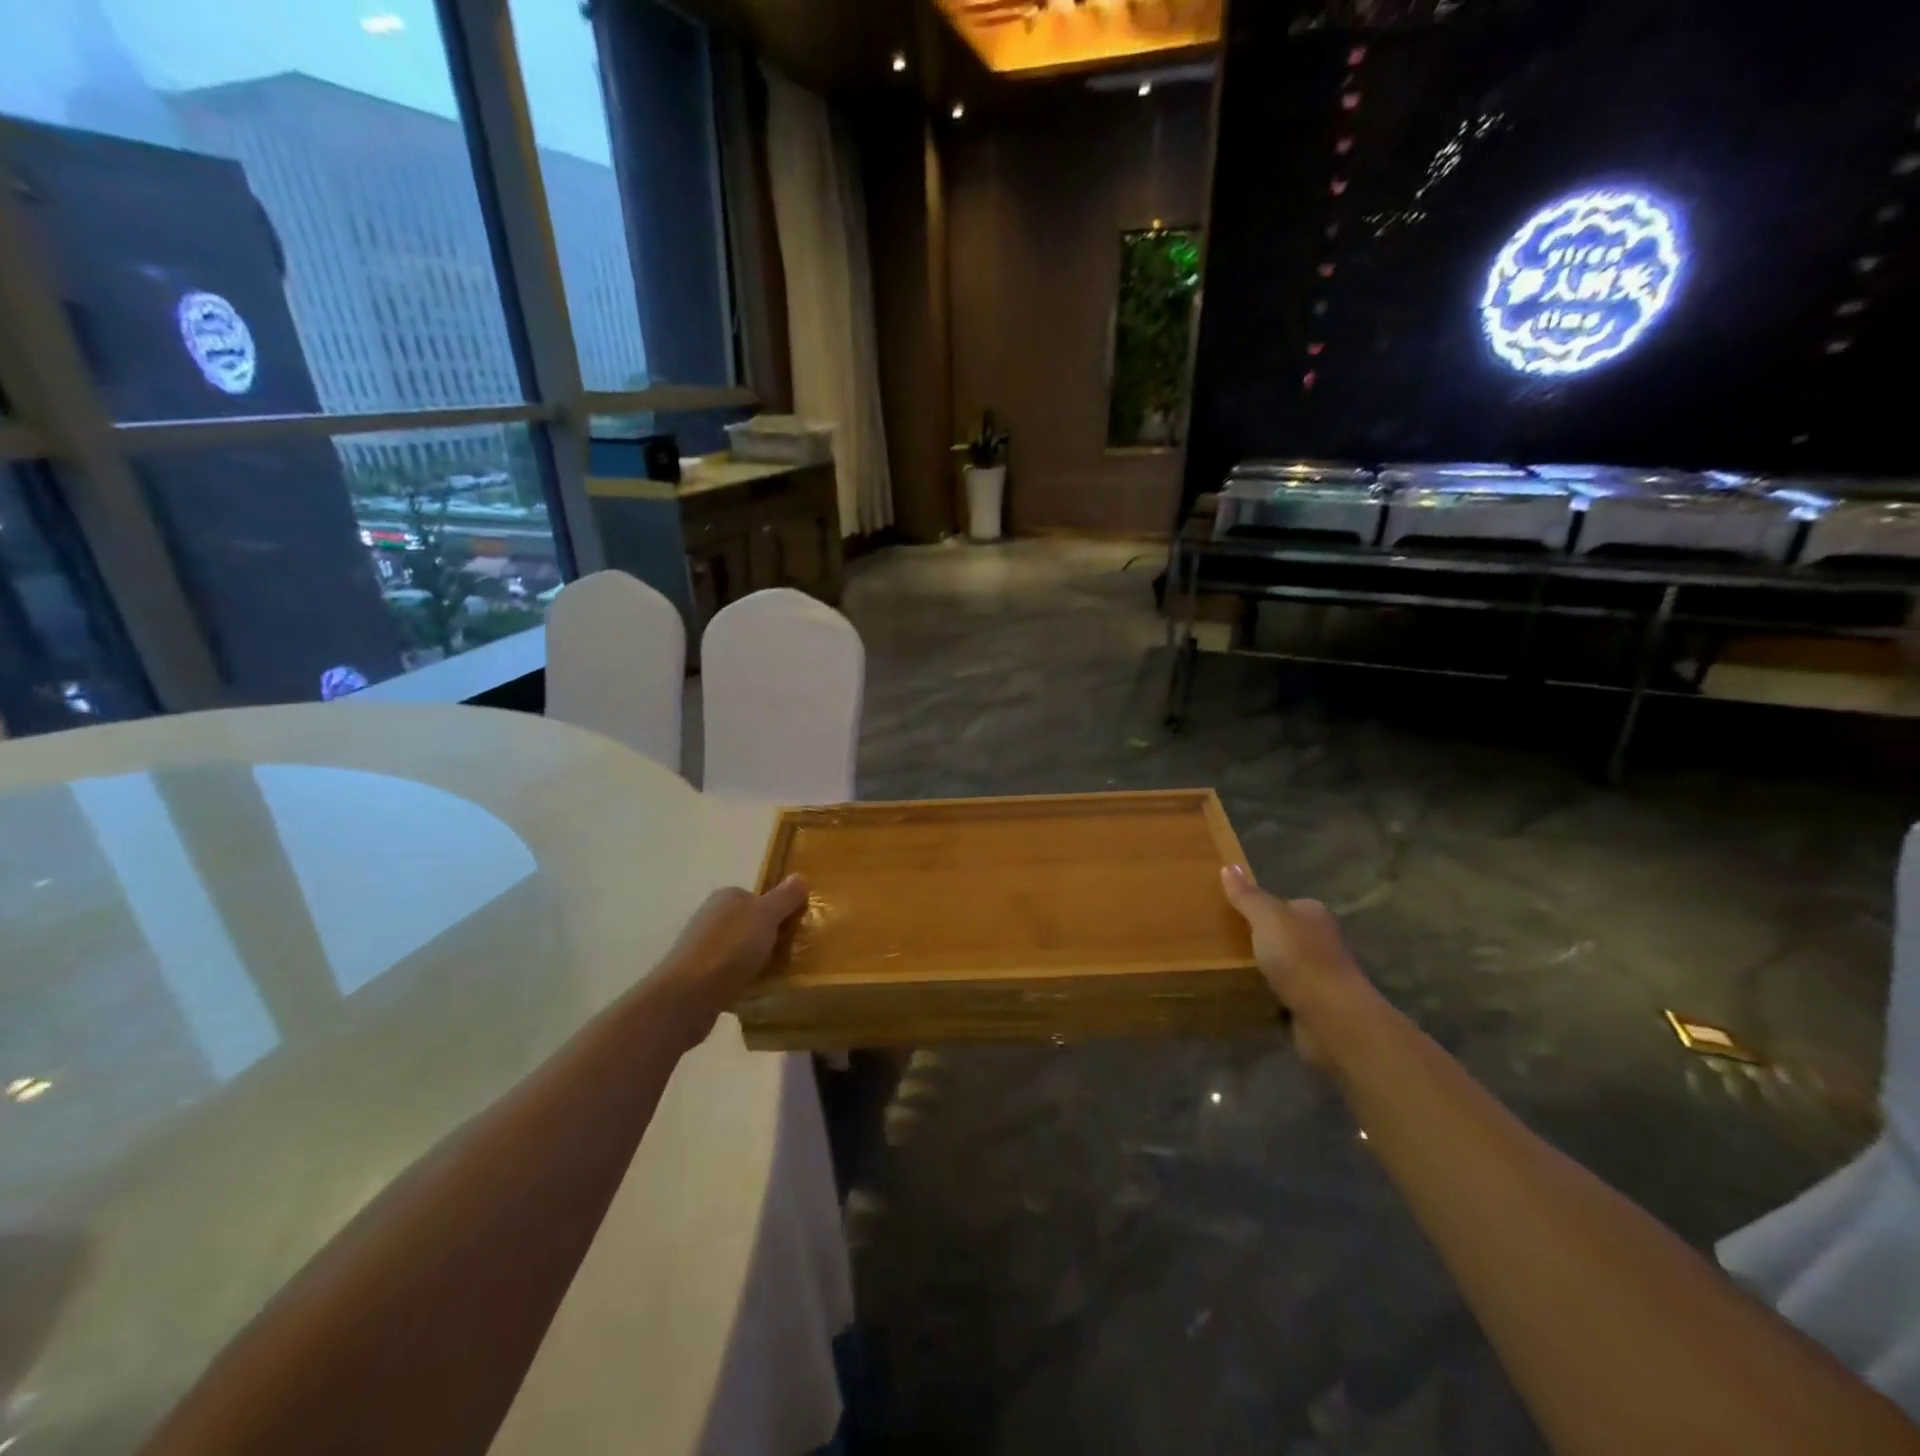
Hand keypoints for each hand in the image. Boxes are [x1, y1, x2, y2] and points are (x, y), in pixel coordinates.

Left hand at [656, 875, 809, 1039]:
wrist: (687, 996)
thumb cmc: (730, 948)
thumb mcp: (766, 916)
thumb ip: (784, 897)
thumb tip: (800, 876)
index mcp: (726, 896)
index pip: (759, 896)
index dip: (779, 911)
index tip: (796, 928)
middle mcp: (711, 916)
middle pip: (750, 923)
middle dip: (769, 936)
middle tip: (791, 953)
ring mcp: (702, 946)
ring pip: (740, 949)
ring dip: (756, 959)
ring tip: (777, 975)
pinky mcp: (697, 975)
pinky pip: (729, 972)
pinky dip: (742, 979)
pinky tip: (754, 990)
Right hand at [1220, 864, 1373, 1067]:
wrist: (1331, 1017)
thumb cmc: (1299, 958)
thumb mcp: (1267, 918)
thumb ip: (1247, 896)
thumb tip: (1229, 866)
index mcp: (1313, 914)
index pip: (1283, 904)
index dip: (1258, 908)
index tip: (1229, 915)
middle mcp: (1321, 941)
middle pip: (1283, 934)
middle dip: (1260, 939)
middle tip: (1223, 942)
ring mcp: (1319, 975)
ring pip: (1284, 965)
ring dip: (1264, 969)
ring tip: (1228, 968)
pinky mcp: (1314, 1005)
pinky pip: (1283, 994)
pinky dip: (1269, 995)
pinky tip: (1247, 995)